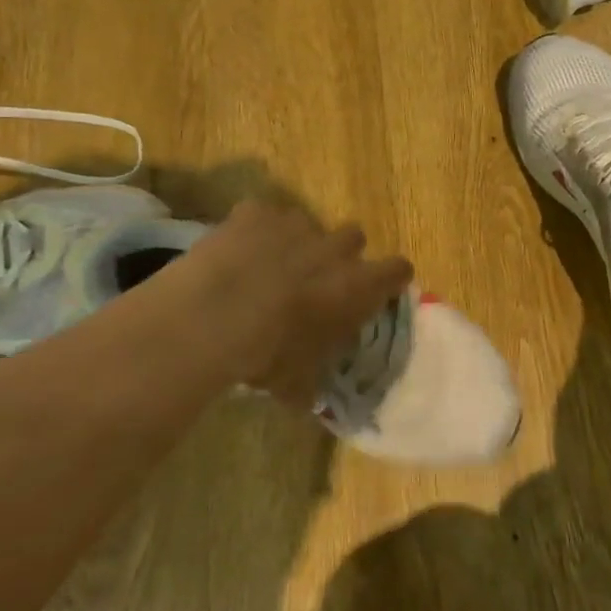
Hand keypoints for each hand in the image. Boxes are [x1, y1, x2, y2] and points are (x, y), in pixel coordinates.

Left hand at [155, 200, 412, 409]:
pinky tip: (236, 251)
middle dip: (340, 254)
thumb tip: (307, 399)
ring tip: (269, 265)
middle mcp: (334, 246)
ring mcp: (294, 223)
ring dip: (297, 240)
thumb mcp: (296, 381)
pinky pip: (262, 215)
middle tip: (317, 279)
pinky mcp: (255, 212)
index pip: (397, 270)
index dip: (391, 278)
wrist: (213, 315)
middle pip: (354, 236)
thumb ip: (311, 382)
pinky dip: (254, 229)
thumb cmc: (268, 353)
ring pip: (308, 222)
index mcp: (356, 285)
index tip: (381, 288)